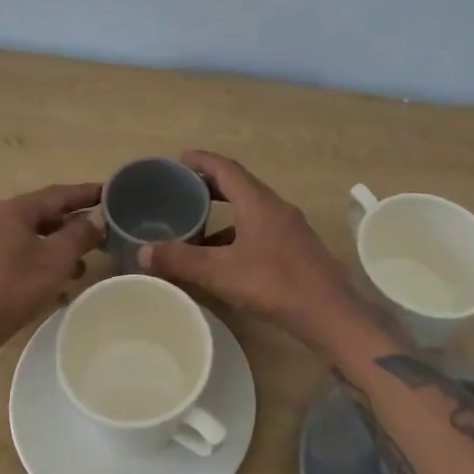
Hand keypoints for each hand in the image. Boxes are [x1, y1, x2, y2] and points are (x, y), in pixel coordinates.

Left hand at [0, 182, 102, 369]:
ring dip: (61, 248)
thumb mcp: (55, 259)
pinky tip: (60, 287)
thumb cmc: (13, 287)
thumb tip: (97, 219)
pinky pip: (23, 258)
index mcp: (15, 210)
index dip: (87, 193)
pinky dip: (44, 265)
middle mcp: (0, 220)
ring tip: (85, 264)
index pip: (59, 193)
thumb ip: (80, 234)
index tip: (112, 193)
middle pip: (46, 215)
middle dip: (76, 224)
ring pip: (35, 239)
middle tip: (104, 229)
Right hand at [139, 151, 369, 353]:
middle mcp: (275, 206)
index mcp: (257, 202)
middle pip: (239, 184)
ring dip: (225, 210)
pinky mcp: (296, 247)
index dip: (201, 160)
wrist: (330, 313)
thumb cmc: (274, 284)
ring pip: (251, 207)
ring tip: (198, 223)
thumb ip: (181, 260)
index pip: (225, 168)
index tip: (178, 160)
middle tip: (182, 189)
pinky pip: (261, 226)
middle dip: (210, 184)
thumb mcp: (221, 272)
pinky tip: (225, 255)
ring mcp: (290, 226)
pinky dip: (238, 230)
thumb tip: (143, 252)